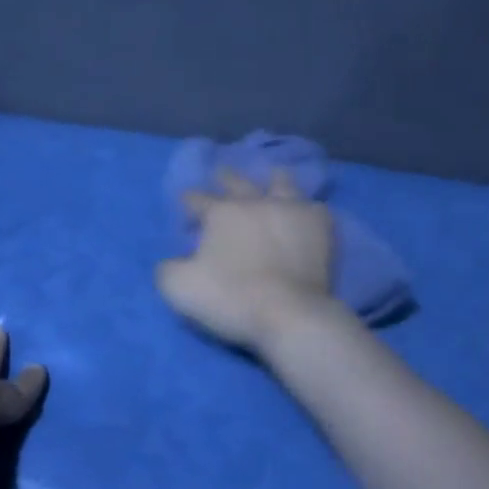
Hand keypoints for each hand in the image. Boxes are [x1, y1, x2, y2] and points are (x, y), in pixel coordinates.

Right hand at [156, 167, 341, 351]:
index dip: (189, 200)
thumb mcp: (180, 289)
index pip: (198, 199)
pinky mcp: (320, 225)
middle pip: (238, 182)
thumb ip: (168, 269)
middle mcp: (255, 202)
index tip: (185, 202)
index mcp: (221, 213)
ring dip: (273, 180)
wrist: (290, 314)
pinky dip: (307, 208)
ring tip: (272, 180)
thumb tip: (171, 262)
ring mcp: (291, 209)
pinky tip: (306, 213)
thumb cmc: (232, 299)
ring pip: (281, 182)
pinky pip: (314, 206)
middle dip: (226, 177)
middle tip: (222, 174)